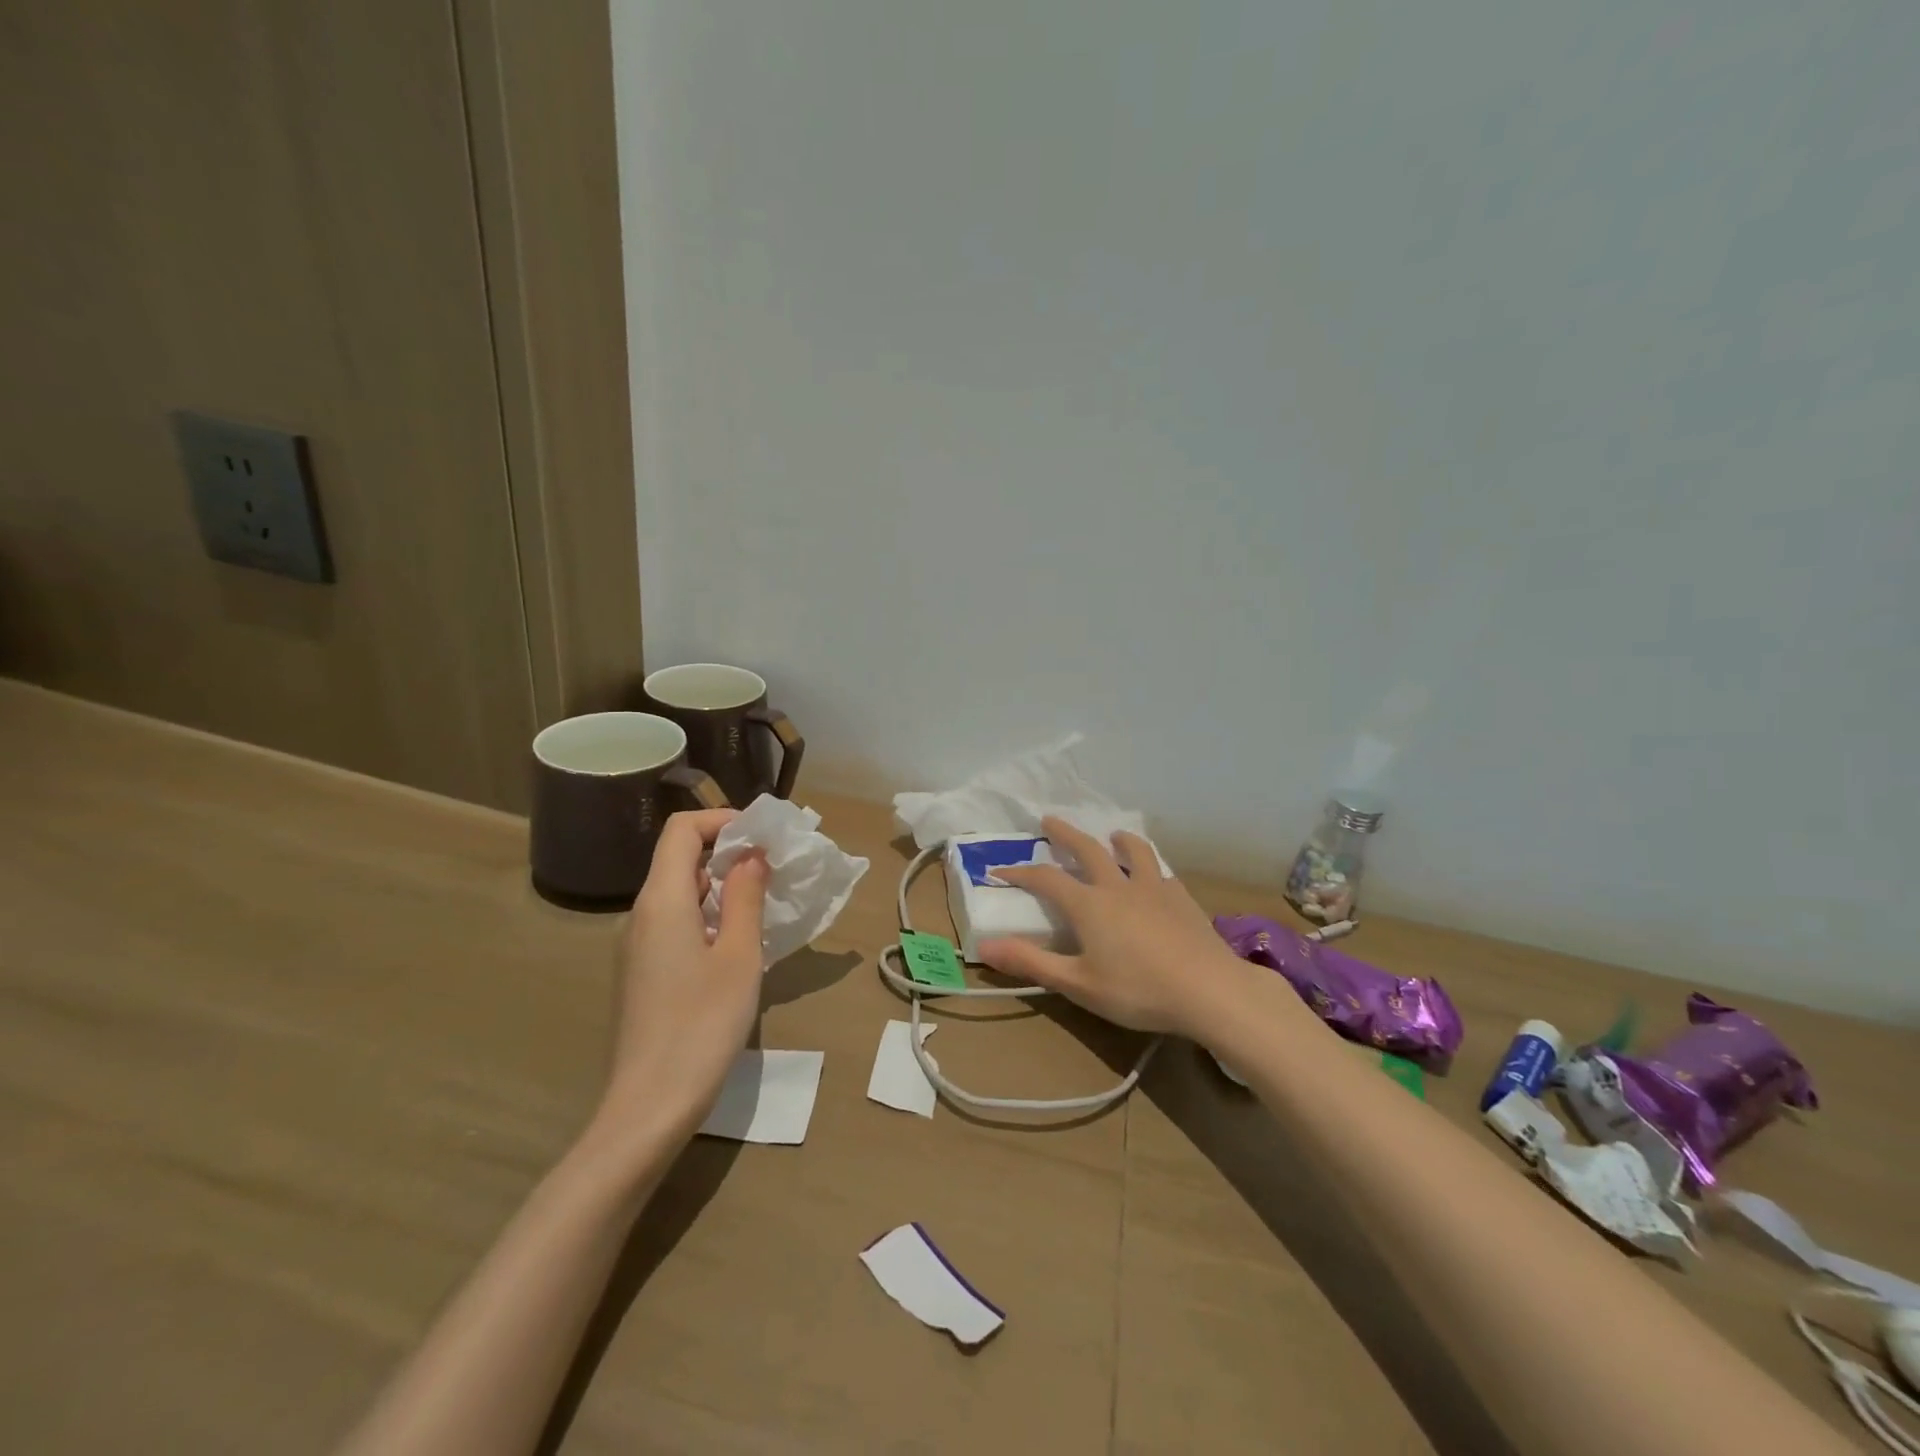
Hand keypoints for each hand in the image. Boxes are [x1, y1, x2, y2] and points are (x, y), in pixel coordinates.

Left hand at [595, 809, 767, 1148]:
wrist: (649, 1106)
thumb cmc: (701, 1025)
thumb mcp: (739, 956)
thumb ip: (746, 897)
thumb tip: (751, 855)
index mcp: (661, 901)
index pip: (682, 830)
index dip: (722, 820)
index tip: (763, 835)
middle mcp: (641, 914)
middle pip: (679, 858)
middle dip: (728, 852)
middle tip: (775, 868)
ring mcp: (637, 946)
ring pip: (679, 892)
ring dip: (721, 886)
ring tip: (765, 903)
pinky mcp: (642, 972)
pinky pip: (676, 922)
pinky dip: (709, 914)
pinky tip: (738, 943)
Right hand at [980, 816, 1254, 1041]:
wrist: (1208, 990)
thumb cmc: (1137, 990)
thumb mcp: (1077, 983)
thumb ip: (1030, 962)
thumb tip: (985, 946)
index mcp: (1088, 905)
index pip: (1045, 879)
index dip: (1020, 872)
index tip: (1000, 869)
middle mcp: (1117, 886)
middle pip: (1087, 849)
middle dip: (1065, 833)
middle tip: (1050, 819)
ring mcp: (1153, 888)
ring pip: (1133, 851)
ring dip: (1117, 839)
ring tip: (1113, 835)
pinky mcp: (1182, 898)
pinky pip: (1161, 871)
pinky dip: (1150, 866)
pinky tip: (1155, 876)